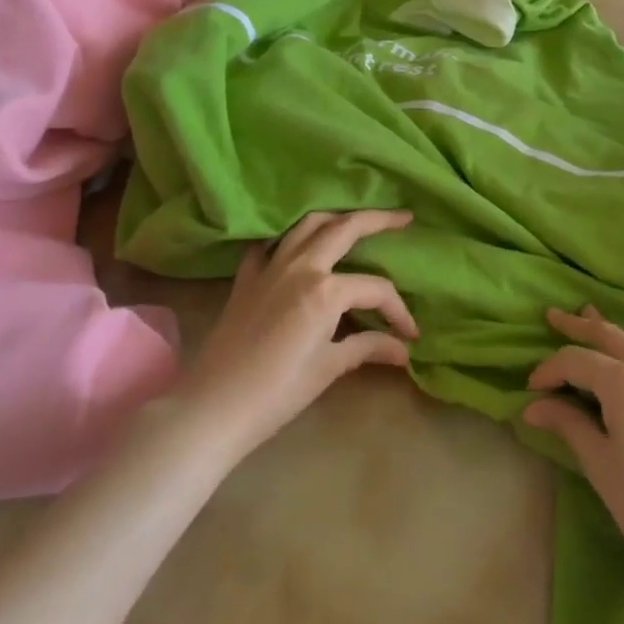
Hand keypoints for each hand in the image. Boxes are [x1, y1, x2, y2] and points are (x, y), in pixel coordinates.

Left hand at [178, 210, 417, 457]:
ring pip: (307, 224)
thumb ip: (368, 347)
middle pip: (345, 228)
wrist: (213, 406)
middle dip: (378, 220)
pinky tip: (296, 245)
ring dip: (335, 217)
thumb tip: (403, 349)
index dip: (398, 310)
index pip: (376, 288)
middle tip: (403, 218)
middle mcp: (300, 266)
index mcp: (326, 290)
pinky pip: (270, 243)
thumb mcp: (329, 368)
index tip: (410, 334)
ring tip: (355, 220)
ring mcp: (270, 266)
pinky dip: (287, 236)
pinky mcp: (246, 277)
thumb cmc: (277, 393)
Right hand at [523, 307, 623, 600]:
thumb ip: (569, 425)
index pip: (577, 361)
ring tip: (589, 315)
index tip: (530, 390)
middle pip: (609, 337)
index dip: (549, 370)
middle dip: (578, 326)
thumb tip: (534, 406)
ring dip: (610, 334)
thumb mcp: (602, 466)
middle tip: (552, 315)